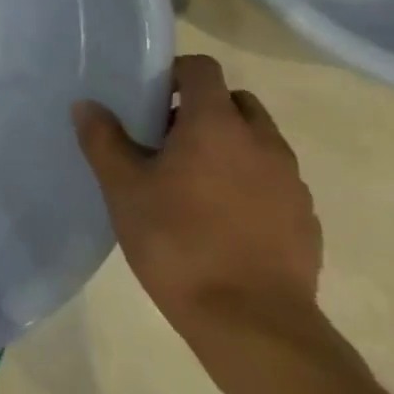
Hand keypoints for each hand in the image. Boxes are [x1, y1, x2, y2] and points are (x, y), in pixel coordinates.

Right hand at [74, 55, 321, 337]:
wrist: (252, 323)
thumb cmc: (177, 242)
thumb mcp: (123, 188)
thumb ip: (104, 140)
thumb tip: (87, 105)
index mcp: (216, 125)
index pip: (203, 69)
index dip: (175, 74)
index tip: (151, 99)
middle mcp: (262, 142)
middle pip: (236, 102)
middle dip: (203, 110)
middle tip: (167, 141)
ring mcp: (291, 182)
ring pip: (259, 142)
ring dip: (229, 147)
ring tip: (193, 183)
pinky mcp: (306, 219)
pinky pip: (274, 181)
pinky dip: (250, 183)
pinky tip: (222, 219)